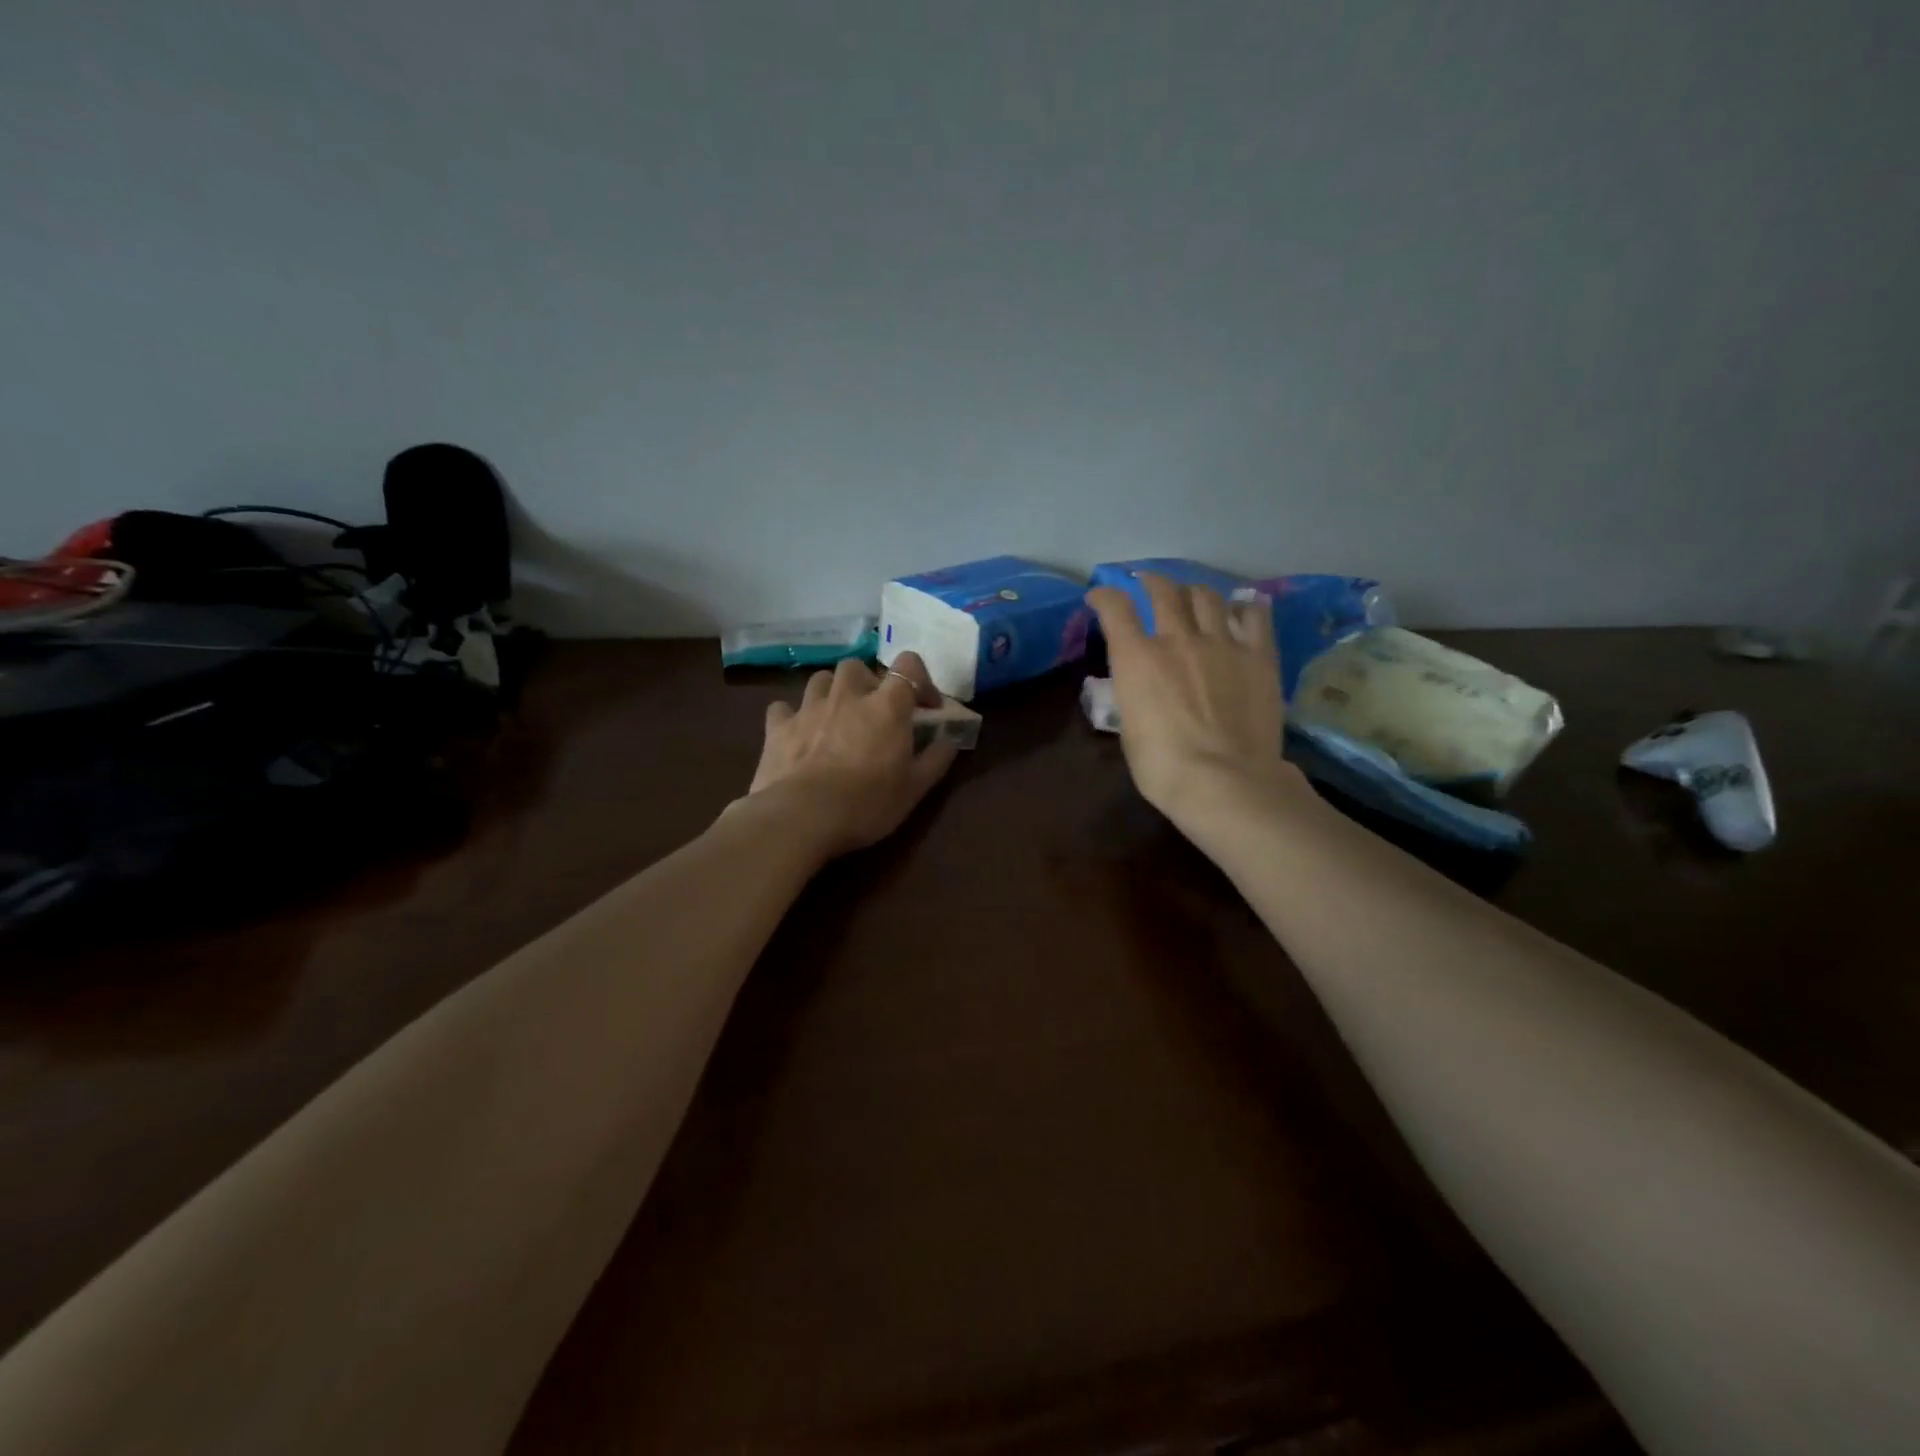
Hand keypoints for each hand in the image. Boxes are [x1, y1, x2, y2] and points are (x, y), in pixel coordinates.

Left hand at [744, 651, 959, 857]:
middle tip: (874, 711)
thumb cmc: (867, 803)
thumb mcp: (915, 789)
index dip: (920, 679)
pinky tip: (797, 732)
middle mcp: (847, 695)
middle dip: (868, 683)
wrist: (801, 818)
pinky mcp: (777, 727)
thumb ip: (936, 759)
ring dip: (832, 692)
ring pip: (820, 679)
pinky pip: (783, 708)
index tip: (926, 707)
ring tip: (837, 717)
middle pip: (858, 667)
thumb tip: (948, 741)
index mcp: (886, 706)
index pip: (908, 665)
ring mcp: (808, 708)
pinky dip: (792, 716)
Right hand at [1085, 574, 1302, 834]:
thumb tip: (1141, 688)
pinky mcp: (1259, 655)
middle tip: (1147, 583)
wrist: (1224, 780)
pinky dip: (1243, 607)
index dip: (1104, 596)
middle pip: (1163, 591)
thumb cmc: (1163, 767)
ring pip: (1207, 596)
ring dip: (1193, 590)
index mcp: (1136, 659)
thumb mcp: (1129, 729)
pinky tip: (1242, 608)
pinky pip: (1254, 616)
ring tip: (1192, 594)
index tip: (1099, 595)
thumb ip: (1134, 696)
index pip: (1115, 609)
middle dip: (1151, 581)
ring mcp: (1222, 643)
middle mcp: (1177, 639)